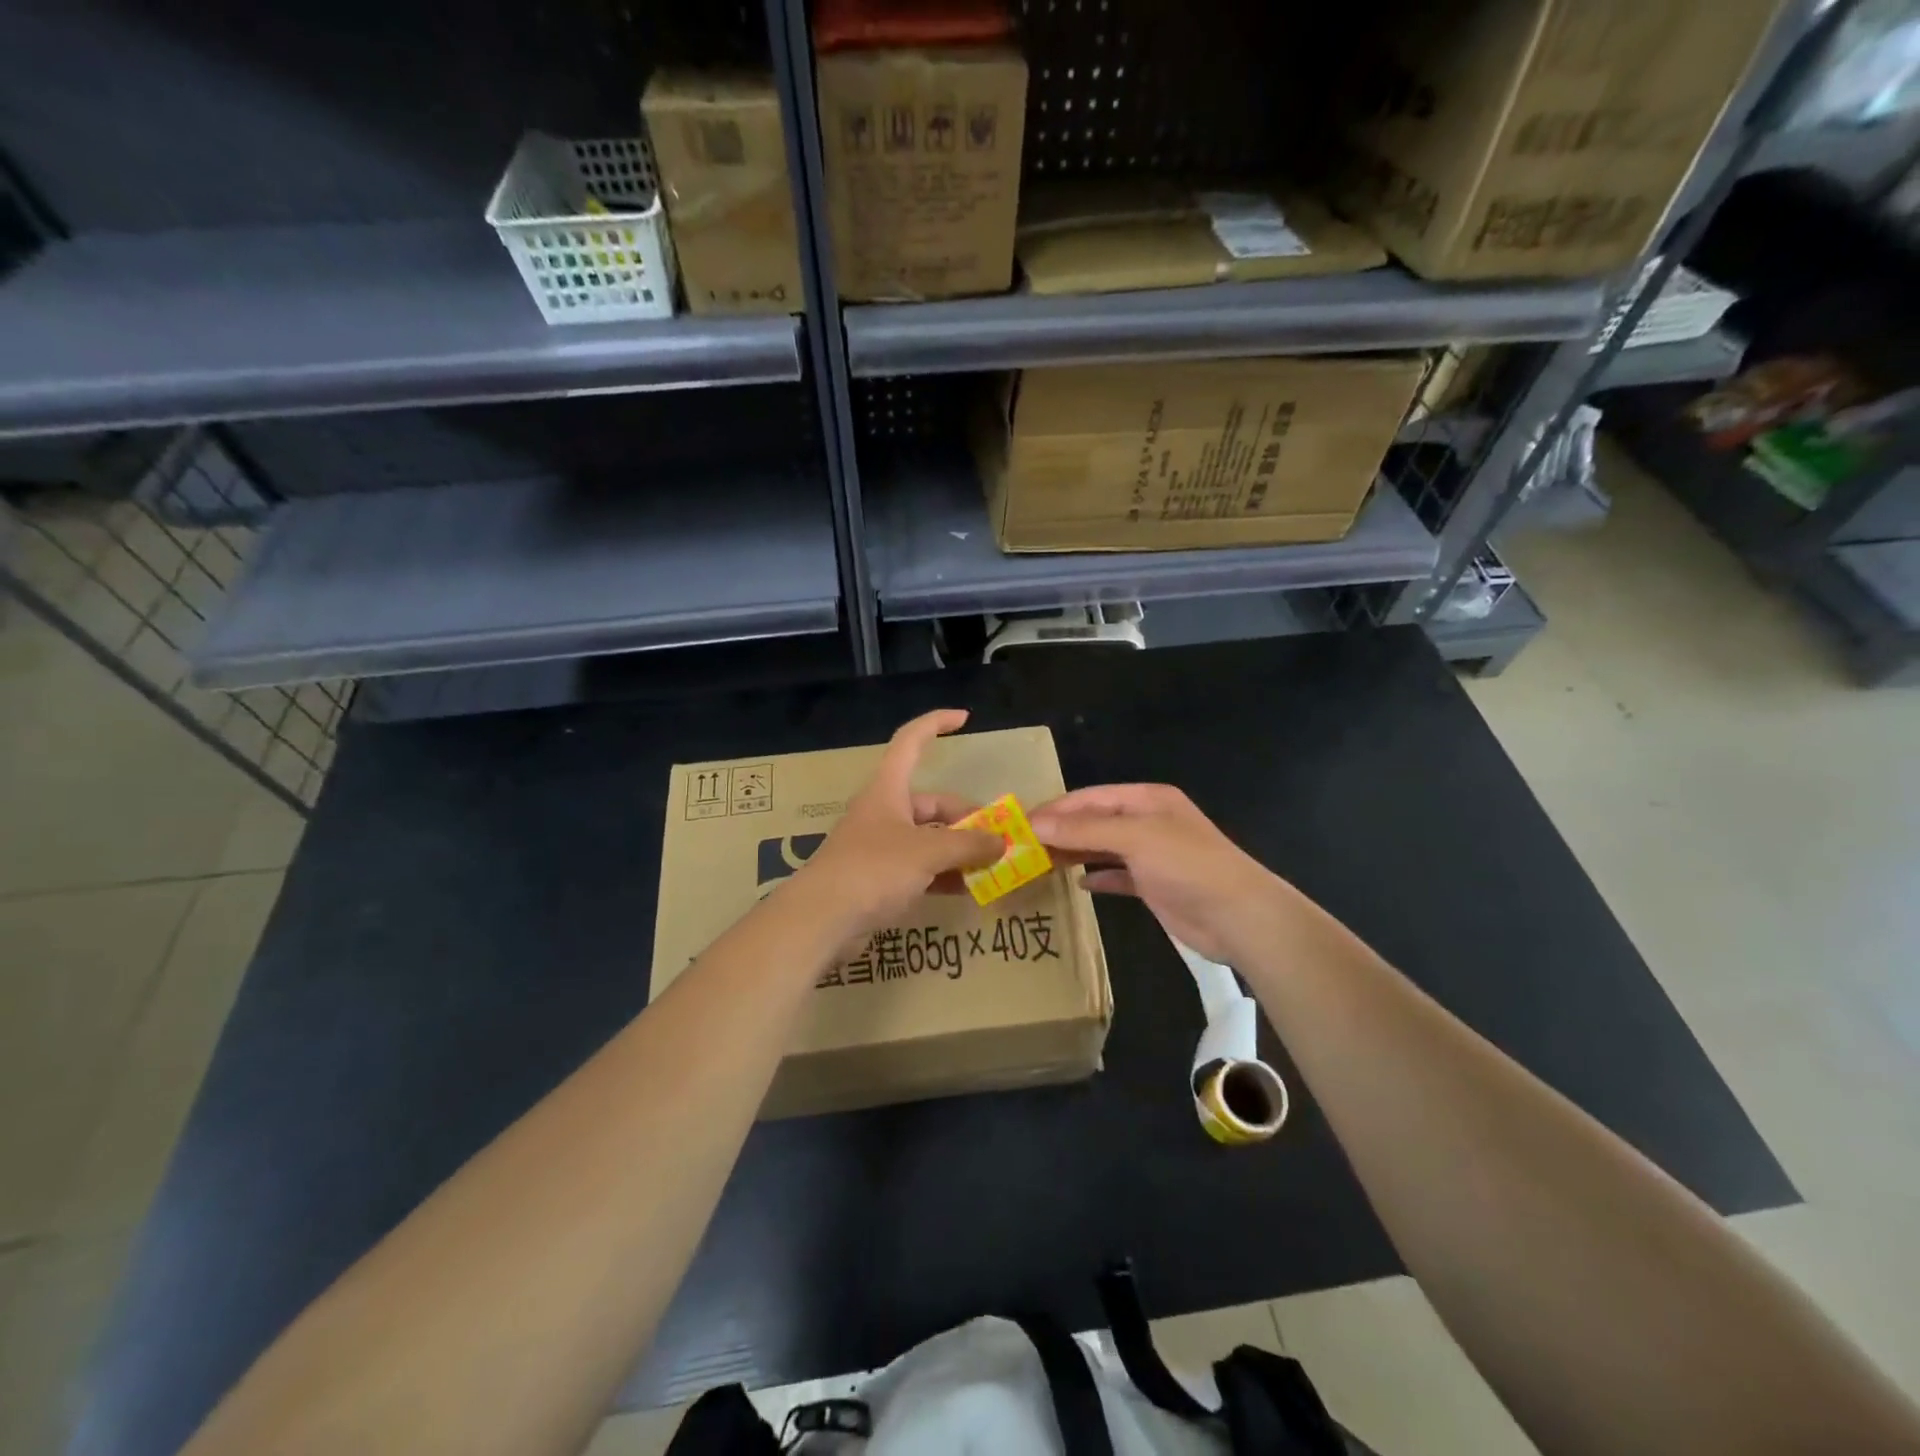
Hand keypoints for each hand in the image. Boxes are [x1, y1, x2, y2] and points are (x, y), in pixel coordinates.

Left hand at [794, 709, 1004, 937]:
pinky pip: (921, 869)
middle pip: (932, 804)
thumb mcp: (927, 852)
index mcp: (888, 790)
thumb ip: (968, 844)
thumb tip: (1002, 842)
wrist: (820, 920)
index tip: (965, 718)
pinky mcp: (879, 880)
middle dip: (967, 819)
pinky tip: (970, 889)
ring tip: (994, 866)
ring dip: (960, 850)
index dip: (935, 724)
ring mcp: (881, 847)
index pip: (911, 742)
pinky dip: (945, 875)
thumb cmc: (873, 869)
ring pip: (929, 839)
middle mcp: (884, 812)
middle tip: (1000, 839)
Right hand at [1029, 784, 1286, 964]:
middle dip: (1060, 832)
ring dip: (1073, 853)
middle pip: (1094, 821)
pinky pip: (1116, 875)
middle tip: (1021, 847)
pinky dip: (1097, 877)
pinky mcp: (1153, 885)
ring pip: (1102, 848)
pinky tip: (1077, 883)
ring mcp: (1151, 854)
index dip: (1055, 809)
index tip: (1019, 824)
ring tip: (1038, 864)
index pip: (1090, 797)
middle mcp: (1147, 822)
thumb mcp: (1135, 838)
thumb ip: (1084, 829)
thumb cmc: (1187, 865)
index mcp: (1146, 799)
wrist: (1238, 916)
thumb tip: (1035, 824)